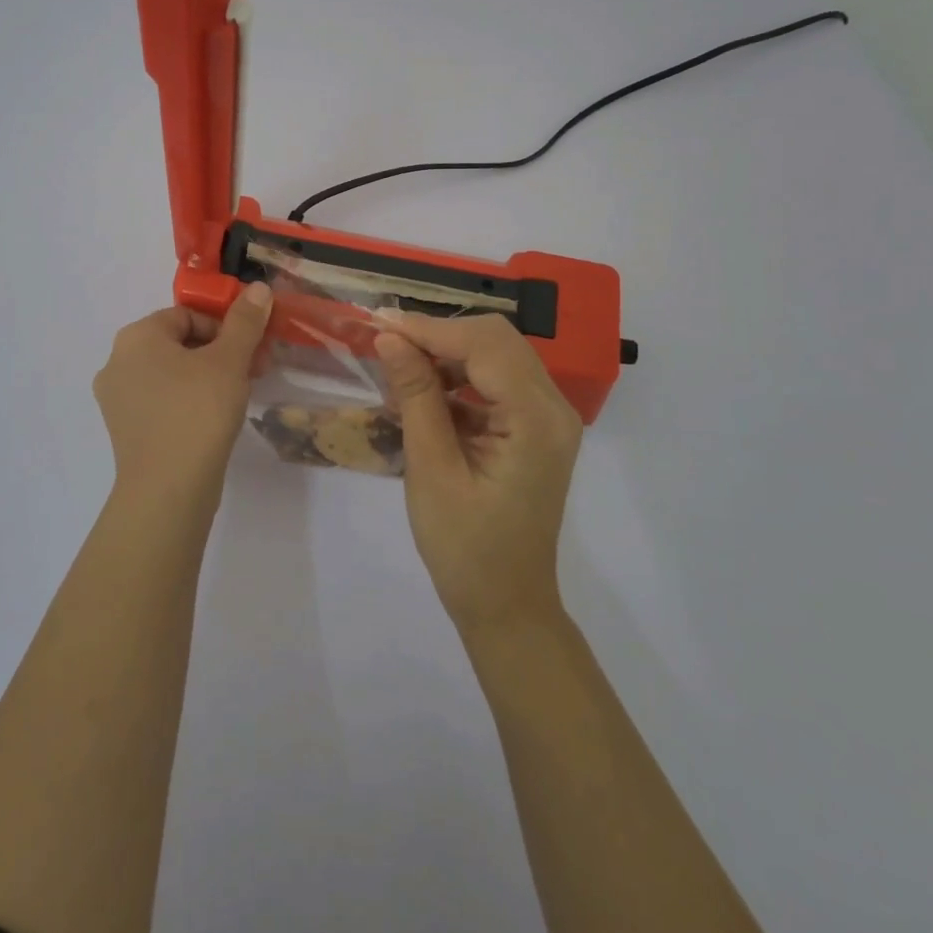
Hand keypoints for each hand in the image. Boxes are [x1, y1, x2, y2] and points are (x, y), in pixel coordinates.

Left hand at [92, 283, 274, 513]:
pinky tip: (213, 421)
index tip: (252, 350)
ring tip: (238, 397)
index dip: (225, 328)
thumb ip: (245, 322)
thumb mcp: (229, 361)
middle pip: (179, 344)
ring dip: (207, 377)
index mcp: (136, 337)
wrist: (168, 490)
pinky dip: (188, 402)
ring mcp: (117, 399)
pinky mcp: (125, 430)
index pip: (187, 316)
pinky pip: (161, 402)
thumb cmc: (198, 412)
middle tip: (253, 372)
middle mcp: (117, 362)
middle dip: (220, 353)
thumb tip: (258, 288)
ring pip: (171, 374)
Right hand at [374, 312, 582, 631]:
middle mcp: (554, 408)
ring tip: (399, 369)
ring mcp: (549, 418)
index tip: (379, 326)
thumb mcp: (431, 469)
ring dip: (448, 354)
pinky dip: (460, 377)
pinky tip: (424, 393)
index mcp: (536, 420)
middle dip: (439, 335)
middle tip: (387, 344)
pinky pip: (498, 381)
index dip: (429, 330)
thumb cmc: (465, 548)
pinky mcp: (536, 428)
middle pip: (497, 339)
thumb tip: (389, 338)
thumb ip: (416, 396)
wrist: (506, 606)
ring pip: (497, 354)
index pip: (484, 345)